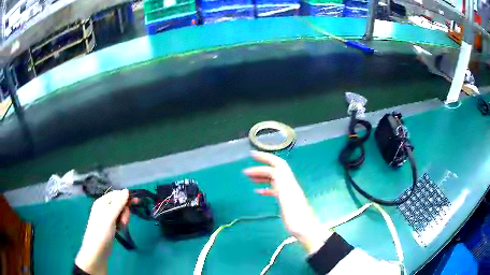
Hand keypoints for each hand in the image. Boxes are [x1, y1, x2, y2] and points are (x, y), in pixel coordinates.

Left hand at [75, 190, 131, 274]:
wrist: (97, 249)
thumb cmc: (102, 231)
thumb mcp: (110, 216)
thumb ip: (118, 203)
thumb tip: (126, 190)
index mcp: (102, 201)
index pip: (117, 194)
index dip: (126, 197)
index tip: (137, 203)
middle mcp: (104, 207)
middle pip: (119, 204)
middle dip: (124, 211)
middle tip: (123, 221)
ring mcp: (107, 217)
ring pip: (120, 213)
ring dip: (123, 219)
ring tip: (121, 227)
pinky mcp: (110, 225)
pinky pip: (119, 221)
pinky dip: (121, 224)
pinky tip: (120, 230)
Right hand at [243, 151, 331, 253]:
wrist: (305, 230)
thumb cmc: (296, 218)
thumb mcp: (287, 200)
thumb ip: (281, 184)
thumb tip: (273, 171)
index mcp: (289, 183)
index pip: (277, 165)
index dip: (265, 158)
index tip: (252, 155)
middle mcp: (289, 185)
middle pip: (275, 170)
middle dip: (261, 166)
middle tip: (246, 169)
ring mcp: (287, 192)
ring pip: (274, 179)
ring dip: (262, 176)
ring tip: (249, 178)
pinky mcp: (286, 200)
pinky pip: (274, 189)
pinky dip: (265, 187)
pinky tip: (258, 191)